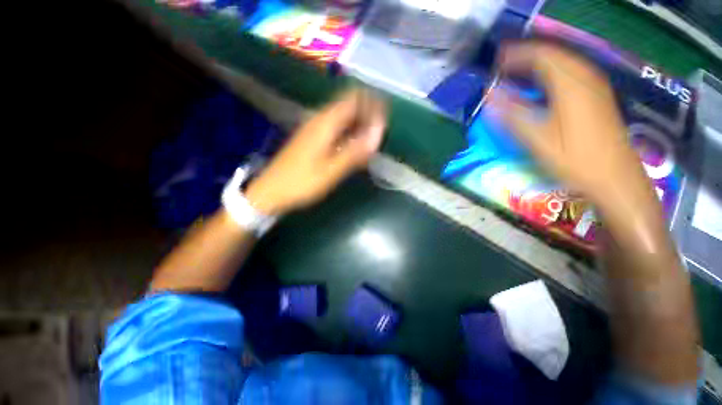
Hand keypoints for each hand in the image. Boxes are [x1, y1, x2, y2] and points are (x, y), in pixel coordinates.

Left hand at [245, 89, 386, 215]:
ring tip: (371, 138)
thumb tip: (378, 134)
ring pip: (341, 116)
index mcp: (324, 124)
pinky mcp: (311, 138)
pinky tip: (354, 144)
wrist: (272, 191)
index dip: (372, 103)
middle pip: (348, 105)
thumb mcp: (331, 171)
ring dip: (358, 122)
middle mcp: (319, 120)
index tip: (385, 117)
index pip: (353, 99)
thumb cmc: (302, 182)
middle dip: (367, 113)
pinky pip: (335, 127)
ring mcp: (313, 128)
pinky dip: (348, 131)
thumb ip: (355, 152)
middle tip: (380, 131)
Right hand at [490, 42, 651, 207]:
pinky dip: (551, 73)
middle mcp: (586, 77)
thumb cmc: (575, 160)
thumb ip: (512, 113)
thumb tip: (489, 95)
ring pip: (563, 62)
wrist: (615, 177)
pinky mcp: (597, 95)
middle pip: (553, 55)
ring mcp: (595, 85)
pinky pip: (571, 72)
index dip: (516, 55)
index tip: (495, 62)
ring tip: (516, 72)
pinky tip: (540, 84)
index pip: (541, 56)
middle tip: (502, 66)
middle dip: (525, 56)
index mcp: (571, 84)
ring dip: (538, 64)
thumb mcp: (537, 139)